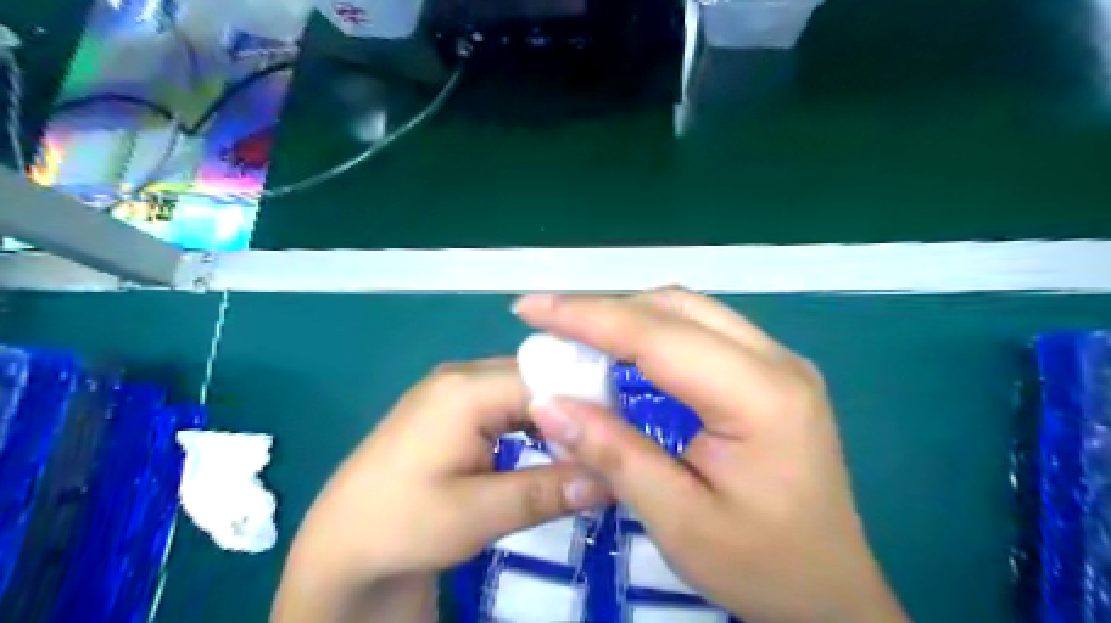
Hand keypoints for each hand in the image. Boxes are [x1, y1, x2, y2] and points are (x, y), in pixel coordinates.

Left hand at [272, 357, 610, 619]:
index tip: (618, 437)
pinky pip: (505, 403)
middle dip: (572, 410)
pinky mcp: (451, 408)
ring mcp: (453, 389)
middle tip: (606, 446)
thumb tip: (612, 480)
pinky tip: (546, 446)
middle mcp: (461, 375)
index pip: (545, 380)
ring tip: (584, 447)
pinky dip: (531, 423)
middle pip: (535, 379)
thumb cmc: (401, 525)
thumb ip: (546, 491)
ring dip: (554, 417)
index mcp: (465, 389)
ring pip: (523, 391)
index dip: (585, 405)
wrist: (341, 546)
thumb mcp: (477, 514)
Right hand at [516, 289, 905, 621]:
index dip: (587, 317)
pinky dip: (653, 332)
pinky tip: (624, 352)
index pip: (658, 336)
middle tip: (549, 326)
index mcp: (761, 396)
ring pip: (688, 312)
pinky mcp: (771, 373)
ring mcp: (779, 362)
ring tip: (577, 336)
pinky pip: (701, 331)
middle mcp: (776, 361)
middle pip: (675, 309)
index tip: (530, 309)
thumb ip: (613, 454)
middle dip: (605, 310)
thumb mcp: (678, 521)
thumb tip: (547, 403)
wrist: (832, 594)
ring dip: (628, 317)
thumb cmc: (761, 566)